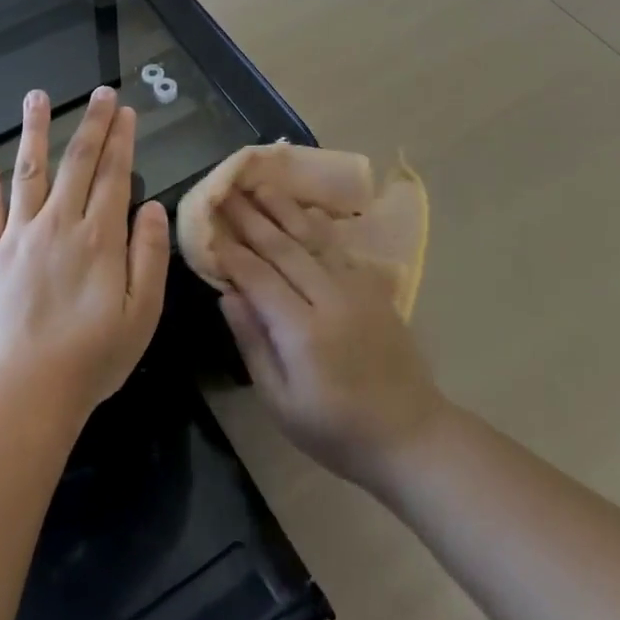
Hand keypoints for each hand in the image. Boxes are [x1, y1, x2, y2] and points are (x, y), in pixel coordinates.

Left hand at [0, 87, 169, 428]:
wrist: (25, 393)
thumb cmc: (92, 358)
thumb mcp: (142, 314)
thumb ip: (149, 256)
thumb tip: (154, 206)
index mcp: (99, 238)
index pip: (114, 175)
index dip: (121, 140)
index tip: (126, 111)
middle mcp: (59, 224)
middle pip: (77, 162)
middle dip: (92, 124)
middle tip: (101, 93)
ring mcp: (19, 236)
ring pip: (29, 172)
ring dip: (35, 131)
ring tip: (37, 96)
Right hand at [216, 187, 447, 491]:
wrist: (411, 434)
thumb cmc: (336, 429)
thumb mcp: (281, 401)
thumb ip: (253, 343)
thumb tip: (227, 294)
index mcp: (303, 331)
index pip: (258, 277)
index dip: (231, 251)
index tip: (208, 227)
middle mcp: (329, 298)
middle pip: (283, 247)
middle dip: (250, 217)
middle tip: (225, 192)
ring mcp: (355, 288)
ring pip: (313, 237)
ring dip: (283, 208)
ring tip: (259, 185)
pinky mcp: (373, 287)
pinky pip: (339, 245)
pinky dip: (317, 223)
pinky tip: (302, 209)